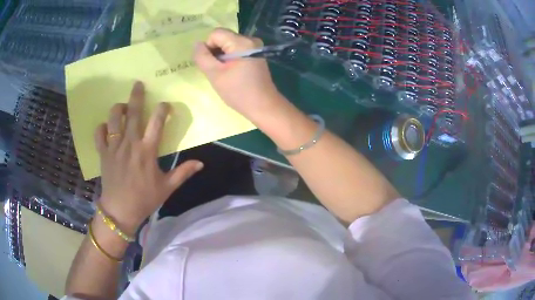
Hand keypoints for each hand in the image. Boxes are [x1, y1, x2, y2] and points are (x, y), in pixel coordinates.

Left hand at [94, 82, 203, 234]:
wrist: (120, 211)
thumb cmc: (145, 199)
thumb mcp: (167, 187)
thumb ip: (183, 173)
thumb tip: (201, 163)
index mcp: (147, 150)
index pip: (157, 121)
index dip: (163, 109)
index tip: (166, 105)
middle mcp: (130, 143)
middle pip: (132, 112)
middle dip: (136, 95)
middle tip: (138, 84)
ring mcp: (114, 147)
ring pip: (113, 119)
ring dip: (117, 108)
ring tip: (122, 106)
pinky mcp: (103, 153)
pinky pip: (99, 134)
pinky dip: (102, 127)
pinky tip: (106, 127)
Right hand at [194, 28, 283, 121]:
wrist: (264, 106)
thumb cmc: (238, 92)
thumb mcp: (215, 74)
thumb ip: (202, 57)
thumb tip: (197, 44)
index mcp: (242, 42)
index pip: (215, 33)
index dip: (208, 47)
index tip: (212, 64)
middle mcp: (251, 40)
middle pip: (223, 37)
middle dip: (215, 52)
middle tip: (218, 71)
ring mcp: (255, 47)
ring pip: (228, 44)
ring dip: (222, 57)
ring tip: (225, 73)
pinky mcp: (256, 54)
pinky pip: (236, 50)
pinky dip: (230, 59)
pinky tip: (232, 72)